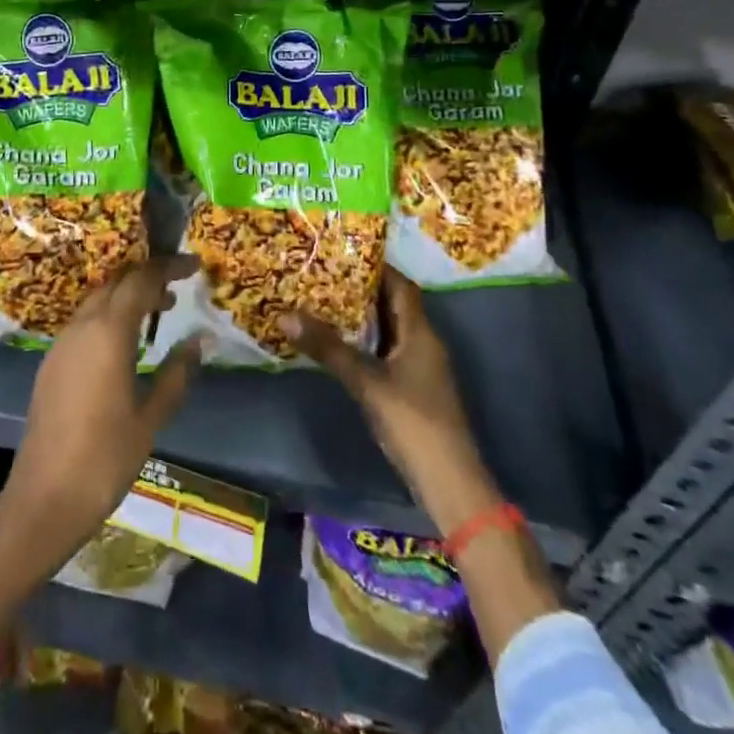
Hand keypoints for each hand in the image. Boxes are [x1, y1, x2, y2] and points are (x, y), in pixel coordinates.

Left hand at [0, 253, 202, 565]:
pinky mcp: (51, 361)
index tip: (194, 265)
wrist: (44, 498)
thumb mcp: (151, 418)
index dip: (169, 266)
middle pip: (116, 281)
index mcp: (108, 332)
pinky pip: (85, 320)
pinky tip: (126, 342)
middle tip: (178, 287)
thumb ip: (176, 374)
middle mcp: (82, 326)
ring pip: (98, 299)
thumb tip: (199, 339)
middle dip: (147, 276)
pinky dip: (110, 315)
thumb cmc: (105, 458)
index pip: (141, 279)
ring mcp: (62, 342)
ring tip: (159, 311)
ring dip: (127, 295)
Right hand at [280, 269, 499, 533]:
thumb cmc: (412, 422)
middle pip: (393, 304)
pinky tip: (339, 343)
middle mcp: (423, 342)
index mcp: (420, 332)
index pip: (400, 285)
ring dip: (362, 315)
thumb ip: (327, 348)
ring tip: (323, 300)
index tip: (342, 251)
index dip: (375, 266)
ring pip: (389, 328)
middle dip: (361, 288)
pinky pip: (387, 350)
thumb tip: (285, 314)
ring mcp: (420, 367)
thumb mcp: (365, 381)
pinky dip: (365, 340)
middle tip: (323, 273)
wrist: (448, 482)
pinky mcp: (412, 388)